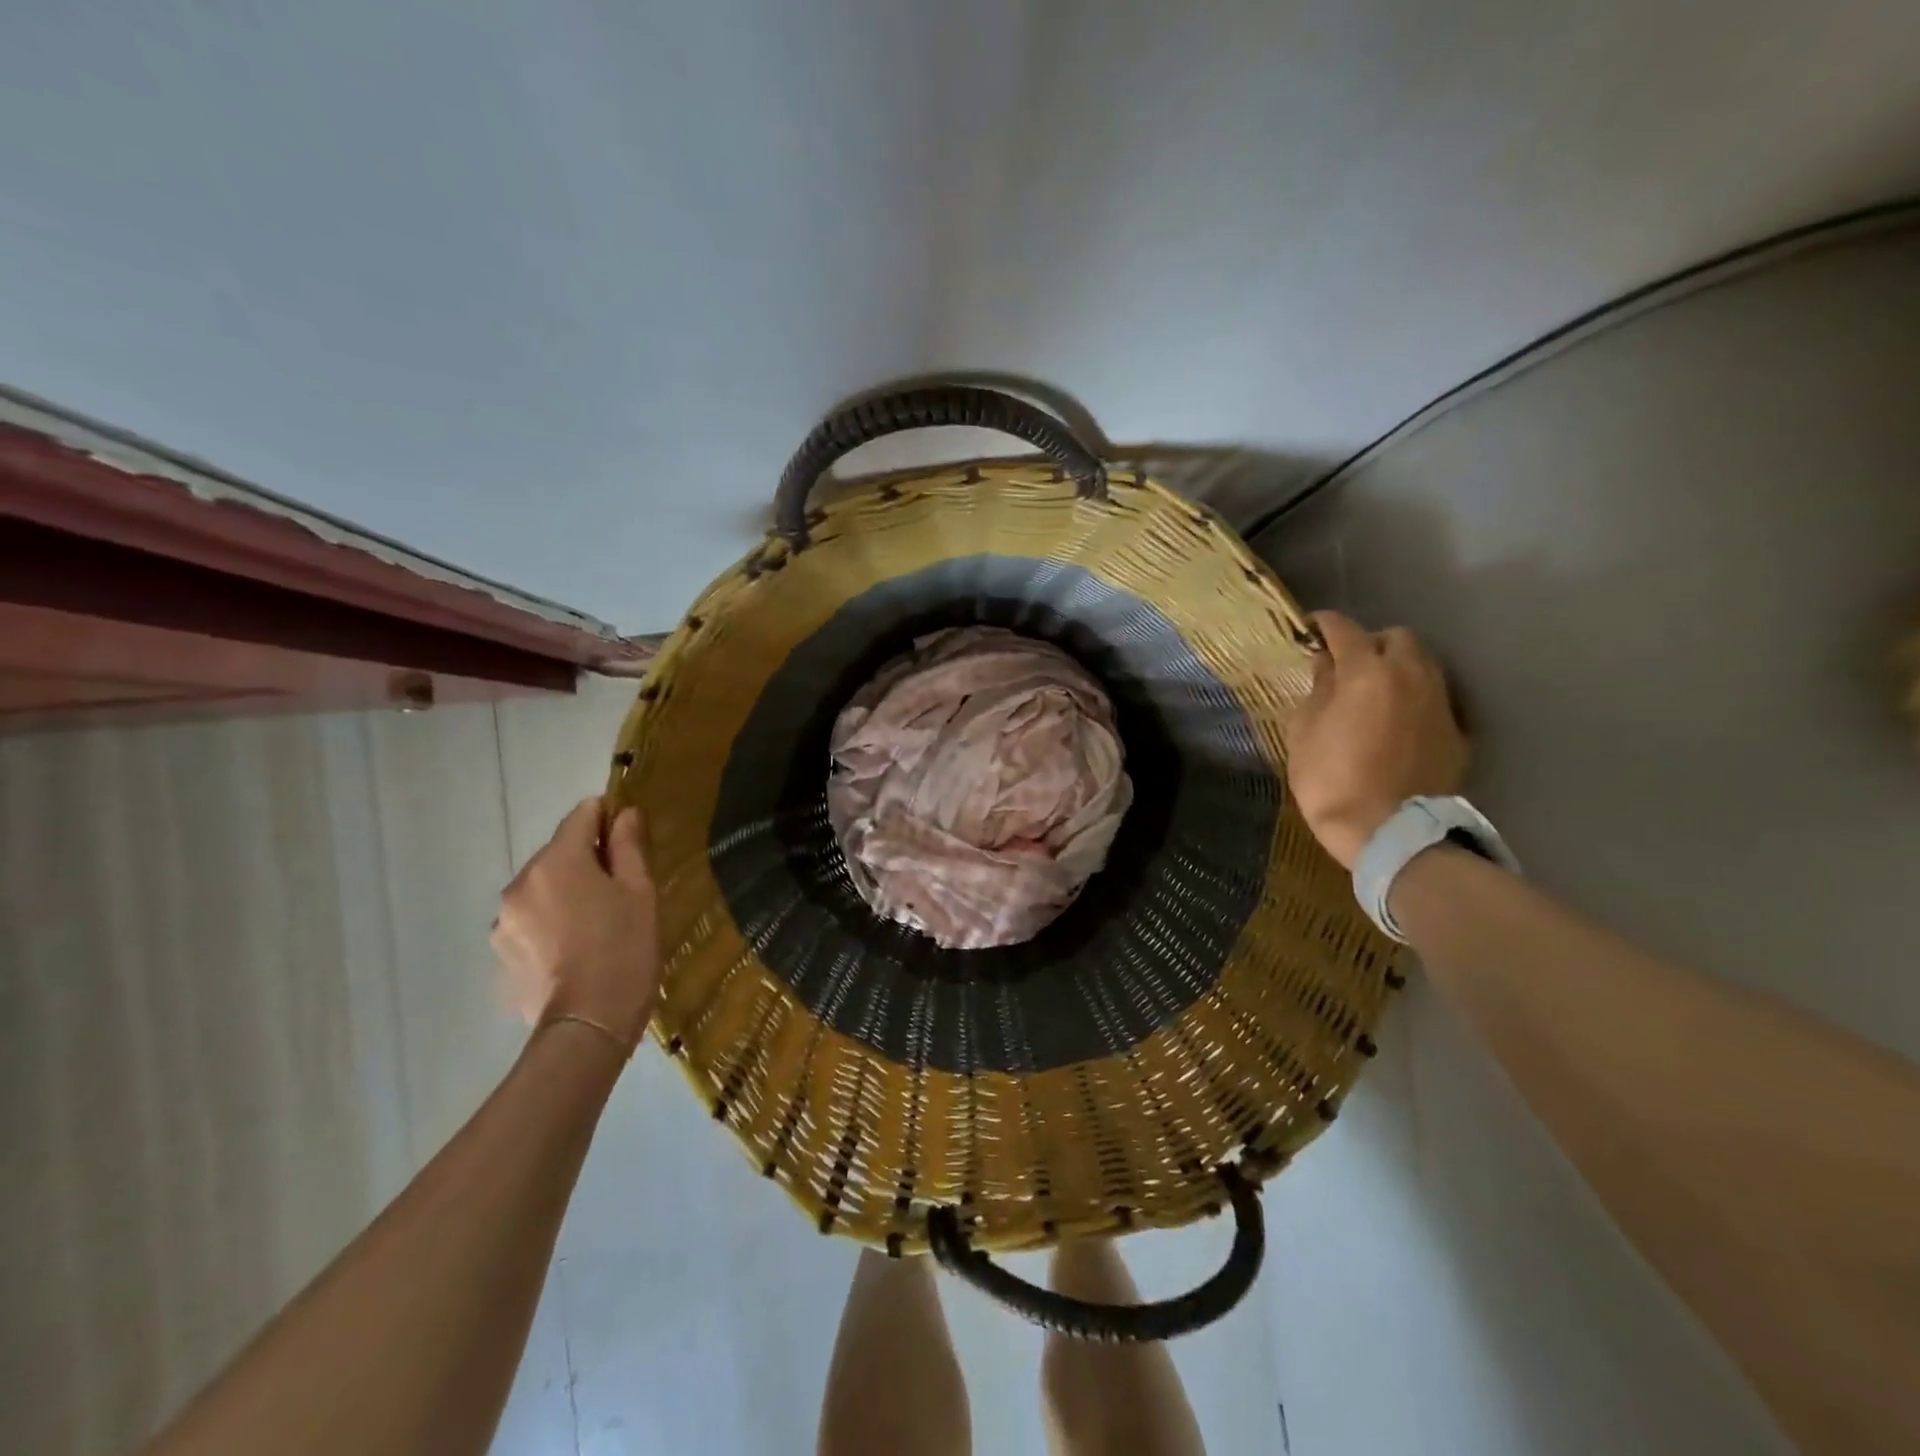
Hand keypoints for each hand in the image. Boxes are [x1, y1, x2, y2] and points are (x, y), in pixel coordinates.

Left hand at [493, 797, 659, 1048]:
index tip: (629, 838)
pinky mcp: (502, 953)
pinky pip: (532, 922)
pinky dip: (552, 924)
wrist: (589, 1023)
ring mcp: (505, 921)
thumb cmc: (624, 947)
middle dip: (586, 861)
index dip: (607, 818)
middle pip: (558, 854)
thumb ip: (629, 846)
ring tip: (597, 925)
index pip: (581, 815)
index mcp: (556, 861)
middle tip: (620, 890)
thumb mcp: (639, 891)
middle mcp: (520, 883)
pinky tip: (576, 950)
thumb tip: (624, 813)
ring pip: (543, 889)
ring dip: (566, 894)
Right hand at [1286, 611, 1468, 869]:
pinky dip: (1414, 698)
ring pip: (1422, 664)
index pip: (1344, 630)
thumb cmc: (1331, 780)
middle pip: (1396, 638)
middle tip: (1348, 665)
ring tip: (1374, 691)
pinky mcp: (1456, 731)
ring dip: (1397, 668)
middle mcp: (1411, 675)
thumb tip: (1327, 665)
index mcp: (1367, 672)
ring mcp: (1439, 703)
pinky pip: (1434, 698)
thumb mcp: (1304, 732)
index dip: (1324, 625)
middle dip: (1371, 643)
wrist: (1389, 831)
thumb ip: (1317, 690)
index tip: (1311, 628)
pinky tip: (1396, 722)